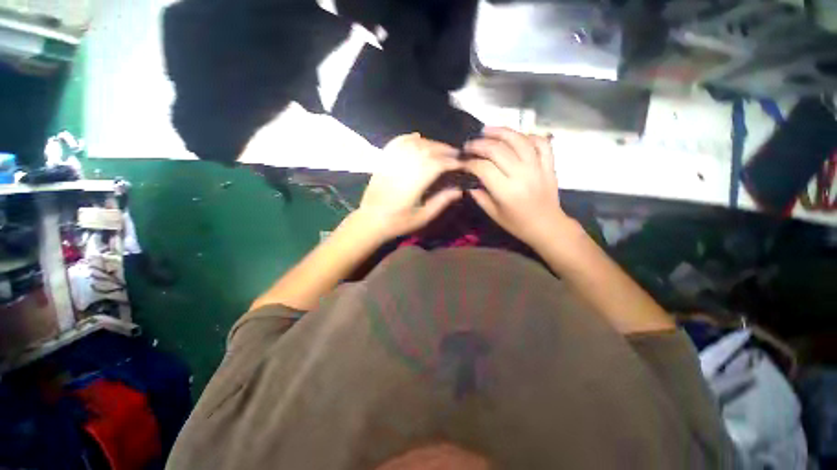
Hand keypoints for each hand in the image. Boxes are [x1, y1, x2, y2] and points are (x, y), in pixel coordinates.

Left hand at [357, 133, 462, 240]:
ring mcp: (392, 162)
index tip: (462, 164)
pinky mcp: (384, 161)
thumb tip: (459, 190)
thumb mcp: (423, 217)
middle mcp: (404, 167)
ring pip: (414, 144)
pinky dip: (409, 137)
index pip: (437, 164)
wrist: (370, 220)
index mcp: (414, 183)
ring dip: (431, 143)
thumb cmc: (398, 222)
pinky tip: (418, 137)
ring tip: (441, 148)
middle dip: (445, 150)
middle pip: (427, 150)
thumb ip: (441, 202)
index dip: (452, 162)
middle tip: (456, 154)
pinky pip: (397, 142)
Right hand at [464, 127, 571, 246]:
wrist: (547, 226)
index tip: (462, 162)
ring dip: (501, 132)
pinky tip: (517, 136)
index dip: (470, 162)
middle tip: (469, 145)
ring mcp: (538, 167)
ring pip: (519, 140)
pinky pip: (541, 143)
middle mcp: (522, 175)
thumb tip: (469, 182)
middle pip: (498, 150)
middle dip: (480, 144)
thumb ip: (479, 196)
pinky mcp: (549, 164)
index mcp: (506, 191)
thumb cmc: (517, 223)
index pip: (483, 168)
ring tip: (487, 130)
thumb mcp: (493, 214)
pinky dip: (529, 135)